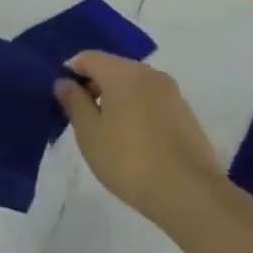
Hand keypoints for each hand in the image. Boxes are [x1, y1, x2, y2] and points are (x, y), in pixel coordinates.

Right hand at [54, 54, 219, 230]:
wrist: (189, 193)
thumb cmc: (129, 160)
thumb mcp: (89, 133)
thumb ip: (74, 102)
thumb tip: (64, 82)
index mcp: (124, 72)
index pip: (89, 58)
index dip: (71, 73)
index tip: (63, 100)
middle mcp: (150, 74)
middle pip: (113, 69)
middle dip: (94, 87)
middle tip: (82, 119)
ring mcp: (172, 93)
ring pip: (134, 86)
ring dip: (116, 101)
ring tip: (108, 134)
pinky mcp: (186, 114)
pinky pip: (152, 102)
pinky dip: (137, 112)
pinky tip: (134, 142)